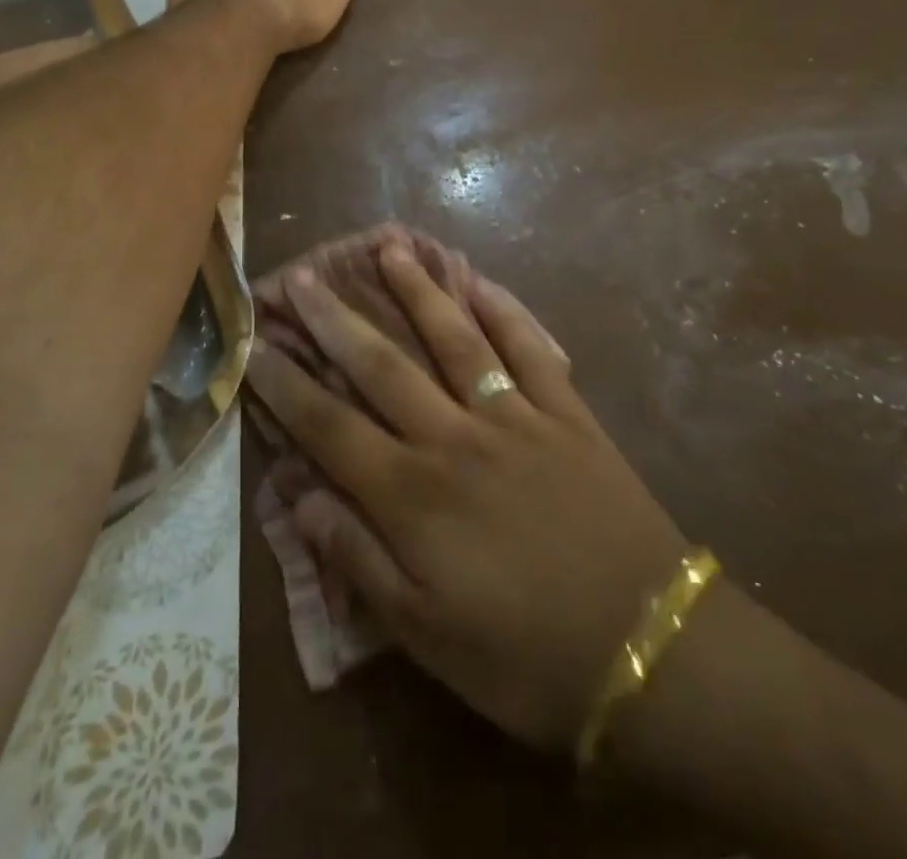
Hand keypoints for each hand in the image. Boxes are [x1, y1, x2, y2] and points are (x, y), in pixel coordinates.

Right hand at [245, 239, 688, 749]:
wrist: (651, 650)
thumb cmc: (525, 659)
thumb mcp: (426, 636)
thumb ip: (358, 561)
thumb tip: (300, 499)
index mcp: (413, 496)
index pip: (330, 426)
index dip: (286, 384)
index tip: (255, 344)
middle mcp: (455, 438)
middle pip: (382, 365)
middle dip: (335, 318)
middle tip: (303, 274)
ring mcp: (515, 417)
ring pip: (454, 339)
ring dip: (416, 291)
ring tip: (388, 248)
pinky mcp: (566, 412)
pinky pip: (530, 348)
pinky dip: (504, 310)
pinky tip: (479, 280)